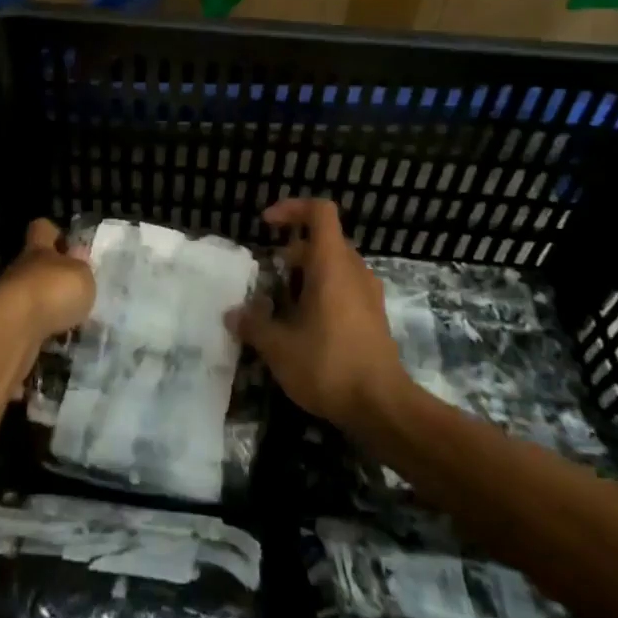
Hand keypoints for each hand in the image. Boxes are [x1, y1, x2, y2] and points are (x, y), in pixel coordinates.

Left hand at [0, 219, 96, 395]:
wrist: (11, 330)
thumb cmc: (52, 291)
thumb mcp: (81, 276)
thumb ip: (82, 269)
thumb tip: (78, 259)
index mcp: (38, 249)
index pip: (42, 229)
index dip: (53, 232)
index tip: (68, 243)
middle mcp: (20, 270)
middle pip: (34, 265)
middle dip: (51, 276)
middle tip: (75, 291)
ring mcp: (7, 299)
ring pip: (29, 296)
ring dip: (45, 307)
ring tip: (69, 322)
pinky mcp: (3, 328)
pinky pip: (25, 325)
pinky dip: (38, 332)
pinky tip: (54, 342)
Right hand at [228, 198, 407, 432]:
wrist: (384, 408)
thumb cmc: (329, 365)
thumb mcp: (279, 348)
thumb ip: (253, 325)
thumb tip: (232, 314)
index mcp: (332, 264)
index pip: (319, 212)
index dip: (292, 209)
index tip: (267, 225)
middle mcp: (354, 270)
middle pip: (325, 240)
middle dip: (295, 251)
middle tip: (272, 274)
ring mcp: (369, 294)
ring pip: (336, 266)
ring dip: (309, 274)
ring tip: (285, 303)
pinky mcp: (375, 317)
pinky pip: (347, 288)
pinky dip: (325, 293)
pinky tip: (307, 326)